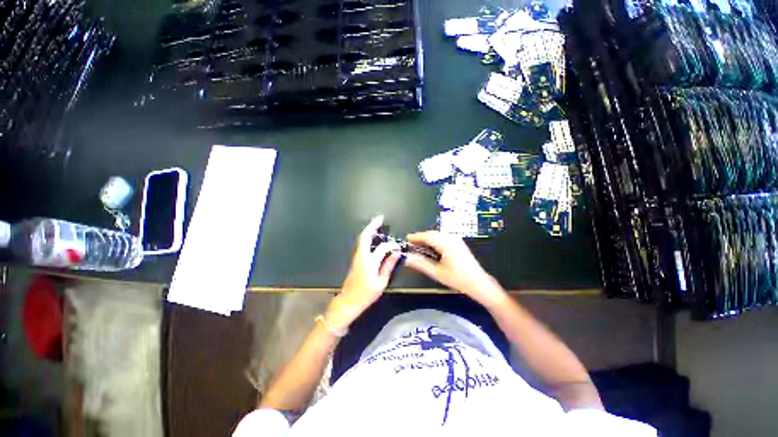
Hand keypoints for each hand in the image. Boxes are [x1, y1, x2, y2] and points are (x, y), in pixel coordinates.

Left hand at [326, 216, 401, 329]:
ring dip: (369, 230)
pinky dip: (367, 237)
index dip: (391, 246)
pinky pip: (362, 244)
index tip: (398, 247)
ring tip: (377, 224)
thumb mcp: (381, 282)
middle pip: (365, 236)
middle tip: (380, 218)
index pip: (382, 248)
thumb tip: (395, 253)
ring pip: (362, 239)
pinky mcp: (356, 259)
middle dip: (372, 225)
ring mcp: (357, 257)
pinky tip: (373, 236)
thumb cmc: (366, 294)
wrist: (348, 301)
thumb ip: (388, 266)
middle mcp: (361, 256)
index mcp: (369, 262)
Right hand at [404, 231, 506, 307]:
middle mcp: (452, 238)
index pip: (427, 235)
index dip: (415, 237)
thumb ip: (421, 264)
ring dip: (427, 239)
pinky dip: (434, 240)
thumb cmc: (459, 279)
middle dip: (420, 237)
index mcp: (446, 243)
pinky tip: (430, 248)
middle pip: (432, 233)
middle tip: (411, 245)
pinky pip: (443, 237)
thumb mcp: (437, 273)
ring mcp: (456, 239)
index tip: (406, 240)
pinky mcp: (458, 243)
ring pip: (437, 234)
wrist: (478, 283)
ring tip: (418, 247)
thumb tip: (408, 258)